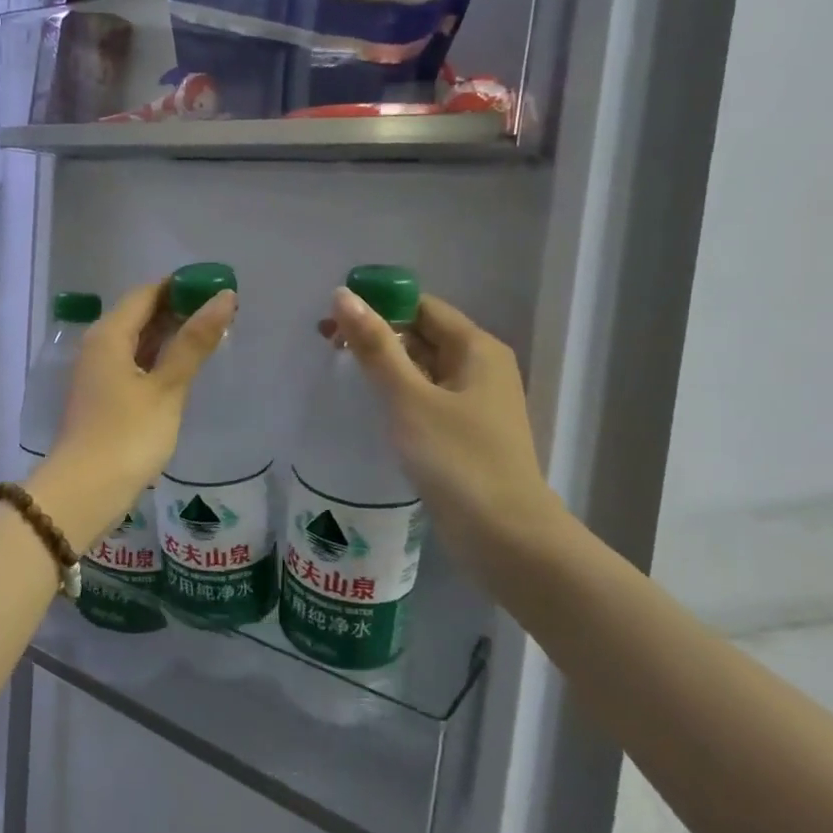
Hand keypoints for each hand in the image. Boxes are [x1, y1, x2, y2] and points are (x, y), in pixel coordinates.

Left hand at [46, 279, 235, 506]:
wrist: (84, 491)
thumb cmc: (127, 435)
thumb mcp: (167, 387)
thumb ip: (194, 342)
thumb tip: (223, 297)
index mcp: (109, 335)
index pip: (146, 293)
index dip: (181, 286)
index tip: (216, 286)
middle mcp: (98, 346)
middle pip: (139, 314)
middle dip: (178, 309)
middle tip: (221, 311)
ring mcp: (98, 372)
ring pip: (136, 340)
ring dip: (169, 335)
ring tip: (210, 334)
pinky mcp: (102, 396)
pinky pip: (133, 363)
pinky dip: (157, 359)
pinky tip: (182, 367)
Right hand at [323, 288, 564, 577]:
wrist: (505, 536)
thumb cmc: (457, 459)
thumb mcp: (408, 397)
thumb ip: (375, 346)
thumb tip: (343, 296)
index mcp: (476, 349)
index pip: (421, 307)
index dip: (377, 305)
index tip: (332, 318)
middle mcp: (480, 367)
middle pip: (422, 334)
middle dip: (376, 333)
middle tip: (326, 344)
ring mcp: (475, 402)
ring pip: (423, 367)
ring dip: (385, 363)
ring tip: (341, 371)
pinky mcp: (466, 432)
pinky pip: (427, 396)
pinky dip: (398, 392)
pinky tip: (372, 405)